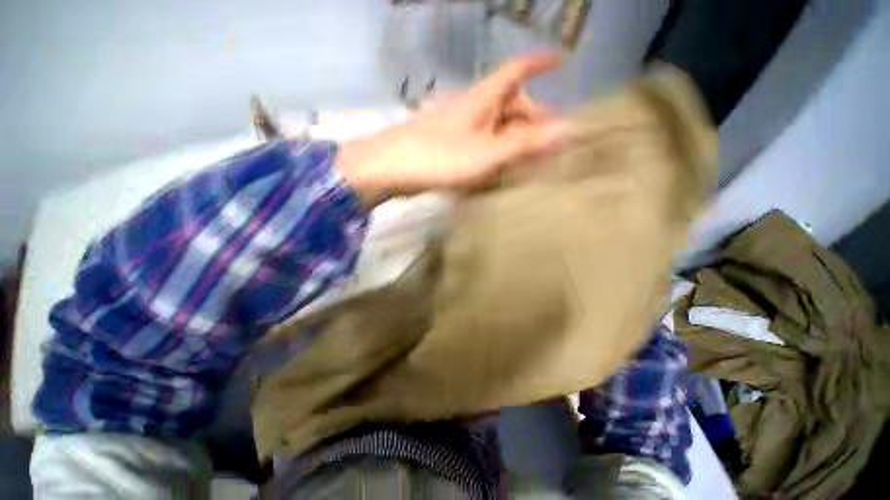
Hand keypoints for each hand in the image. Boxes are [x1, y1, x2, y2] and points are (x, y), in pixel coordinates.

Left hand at [336, 53, 564, 206]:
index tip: (561, 62)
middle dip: (532, 118)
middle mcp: (471, 108)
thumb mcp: (486, 152)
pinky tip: (498, 167)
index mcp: (482, 99)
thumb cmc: (440, 157)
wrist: (392, 169)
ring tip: (527, 159)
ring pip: (494, 127)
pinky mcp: (448, 147)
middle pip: (509, 104)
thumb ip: (523, 144)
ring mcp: (458, 128)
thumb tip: (565, 131)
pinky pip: (479, 144)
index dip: (539, 63)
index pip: (516, 70)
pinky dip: (493, 152)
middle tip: (548, 142)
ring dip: (513, 139)